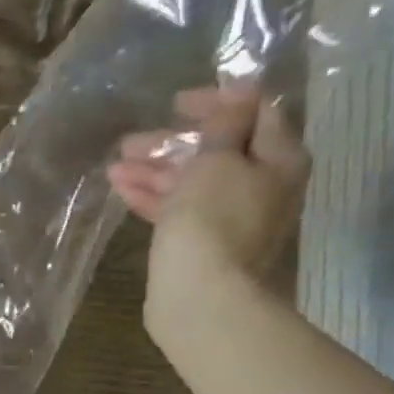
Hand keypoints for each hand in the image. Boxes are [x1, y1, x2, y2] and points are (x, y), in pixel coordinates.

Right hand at [107, 86, 309, 331]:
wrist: (200, 298)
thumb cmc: (211, 221)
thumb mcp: (217, 160)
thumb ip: (224, 124)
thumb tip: (239, 95)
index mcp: (278, 159)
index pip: (255, 112)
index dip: (217, 101)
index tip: (175, 103)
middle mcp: (261, 186)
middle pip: (217, 151)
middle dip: (172, 143)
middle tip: (131, 142)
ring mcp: (230, 219)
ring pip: (192, 183)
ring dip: (154, 171)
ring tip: (114, 167)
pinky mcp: (202, 246)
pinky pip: (179, 210)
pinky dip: (154, 197)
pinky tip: (122, 189)